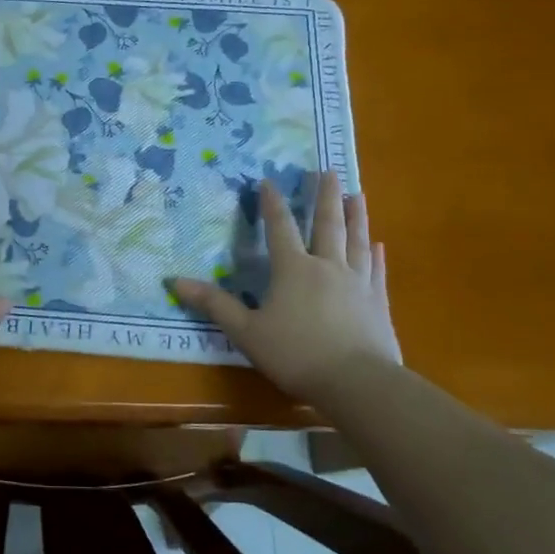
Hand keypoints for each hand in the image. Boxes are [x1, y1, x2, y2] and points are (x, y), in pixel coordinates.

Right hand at [170, 171, 400, 401]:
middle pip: (327, 224)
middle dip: (324, 196)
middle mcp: (327, 266)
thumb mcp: (246, 331)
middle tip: (327, 170)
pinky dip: (377, 255)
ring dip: (356, 216)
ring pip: (356, 240)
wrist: (358, 383)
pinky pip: (377, 270)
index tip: (269, 180)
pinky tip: (379, 245)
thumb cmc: (296, 354)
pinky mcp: (378, 302)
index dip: (272, 203)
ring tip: (357, 193)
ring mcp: (357, 283)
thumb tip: (175, 282)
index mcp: (293, 269)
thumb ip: (215, 304)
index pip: (280, 228)